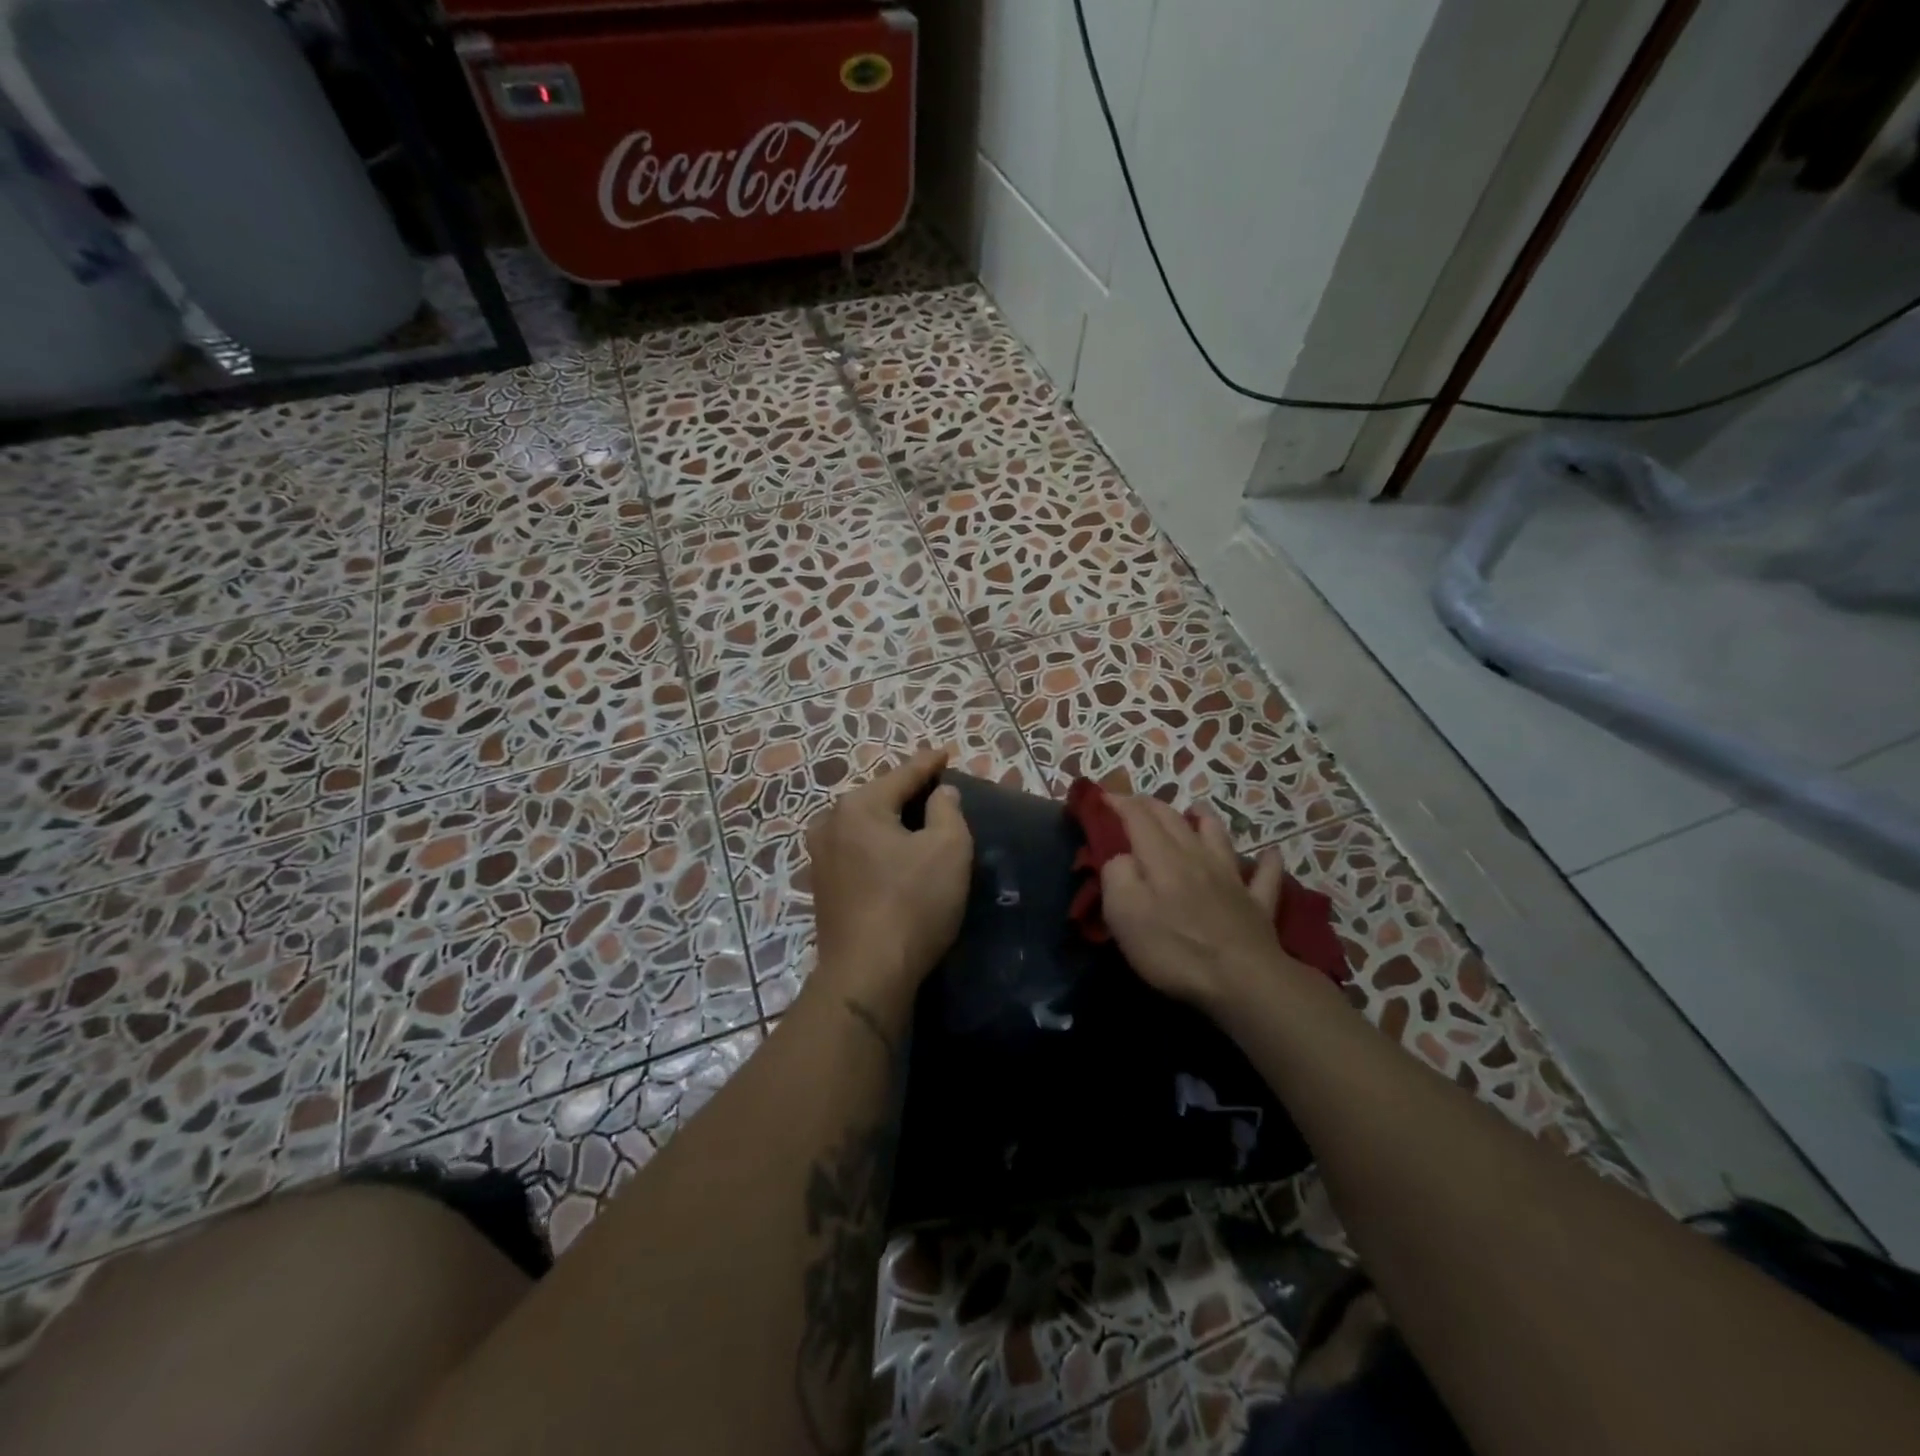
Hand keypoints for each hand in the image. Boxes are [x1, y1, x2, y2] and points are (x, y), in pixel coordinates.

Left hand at [806, 749, 972, 1012]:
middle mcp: (830, 823)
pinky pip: (857, 850)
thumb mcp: (948, 849)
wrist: (867, 974)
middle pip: (878, 798)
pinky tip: (894, 854)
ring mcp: (820, 857)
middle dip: (907, 792)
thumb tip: (941, 793)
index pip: (902, 775)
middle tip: (936, 789)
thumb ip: (947, 810)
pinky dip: (879, 845)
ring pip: (865, 825)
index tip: (945, 754)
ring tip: (917, 820)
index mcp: (859, 806)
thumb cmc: (913, 903)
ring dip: (891, 821)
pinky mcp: (822, 887)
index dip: (928, 764)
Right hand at [1100, 796, 1302, 1012]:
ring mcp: (1232, 879)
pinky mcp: (1257, 904)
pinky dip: (1267, 862)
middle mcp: (1197, 857)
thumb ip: (1116, 875)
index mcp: (1162, 857)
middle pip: (1174, 820)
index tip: (1103, 797)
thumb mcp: (1124, 913)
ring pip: (1219, 837)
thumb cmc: (1174, 948)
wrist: (1242, 980)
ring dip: (1205, 819)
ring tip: (1197, 810)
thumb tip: (1121, 857)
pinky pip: (1265, 876)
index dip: (1119, 802)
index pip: (1138, 817)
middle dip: (1152, 805)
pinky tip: (1270, 854)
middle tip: (1136, 803)